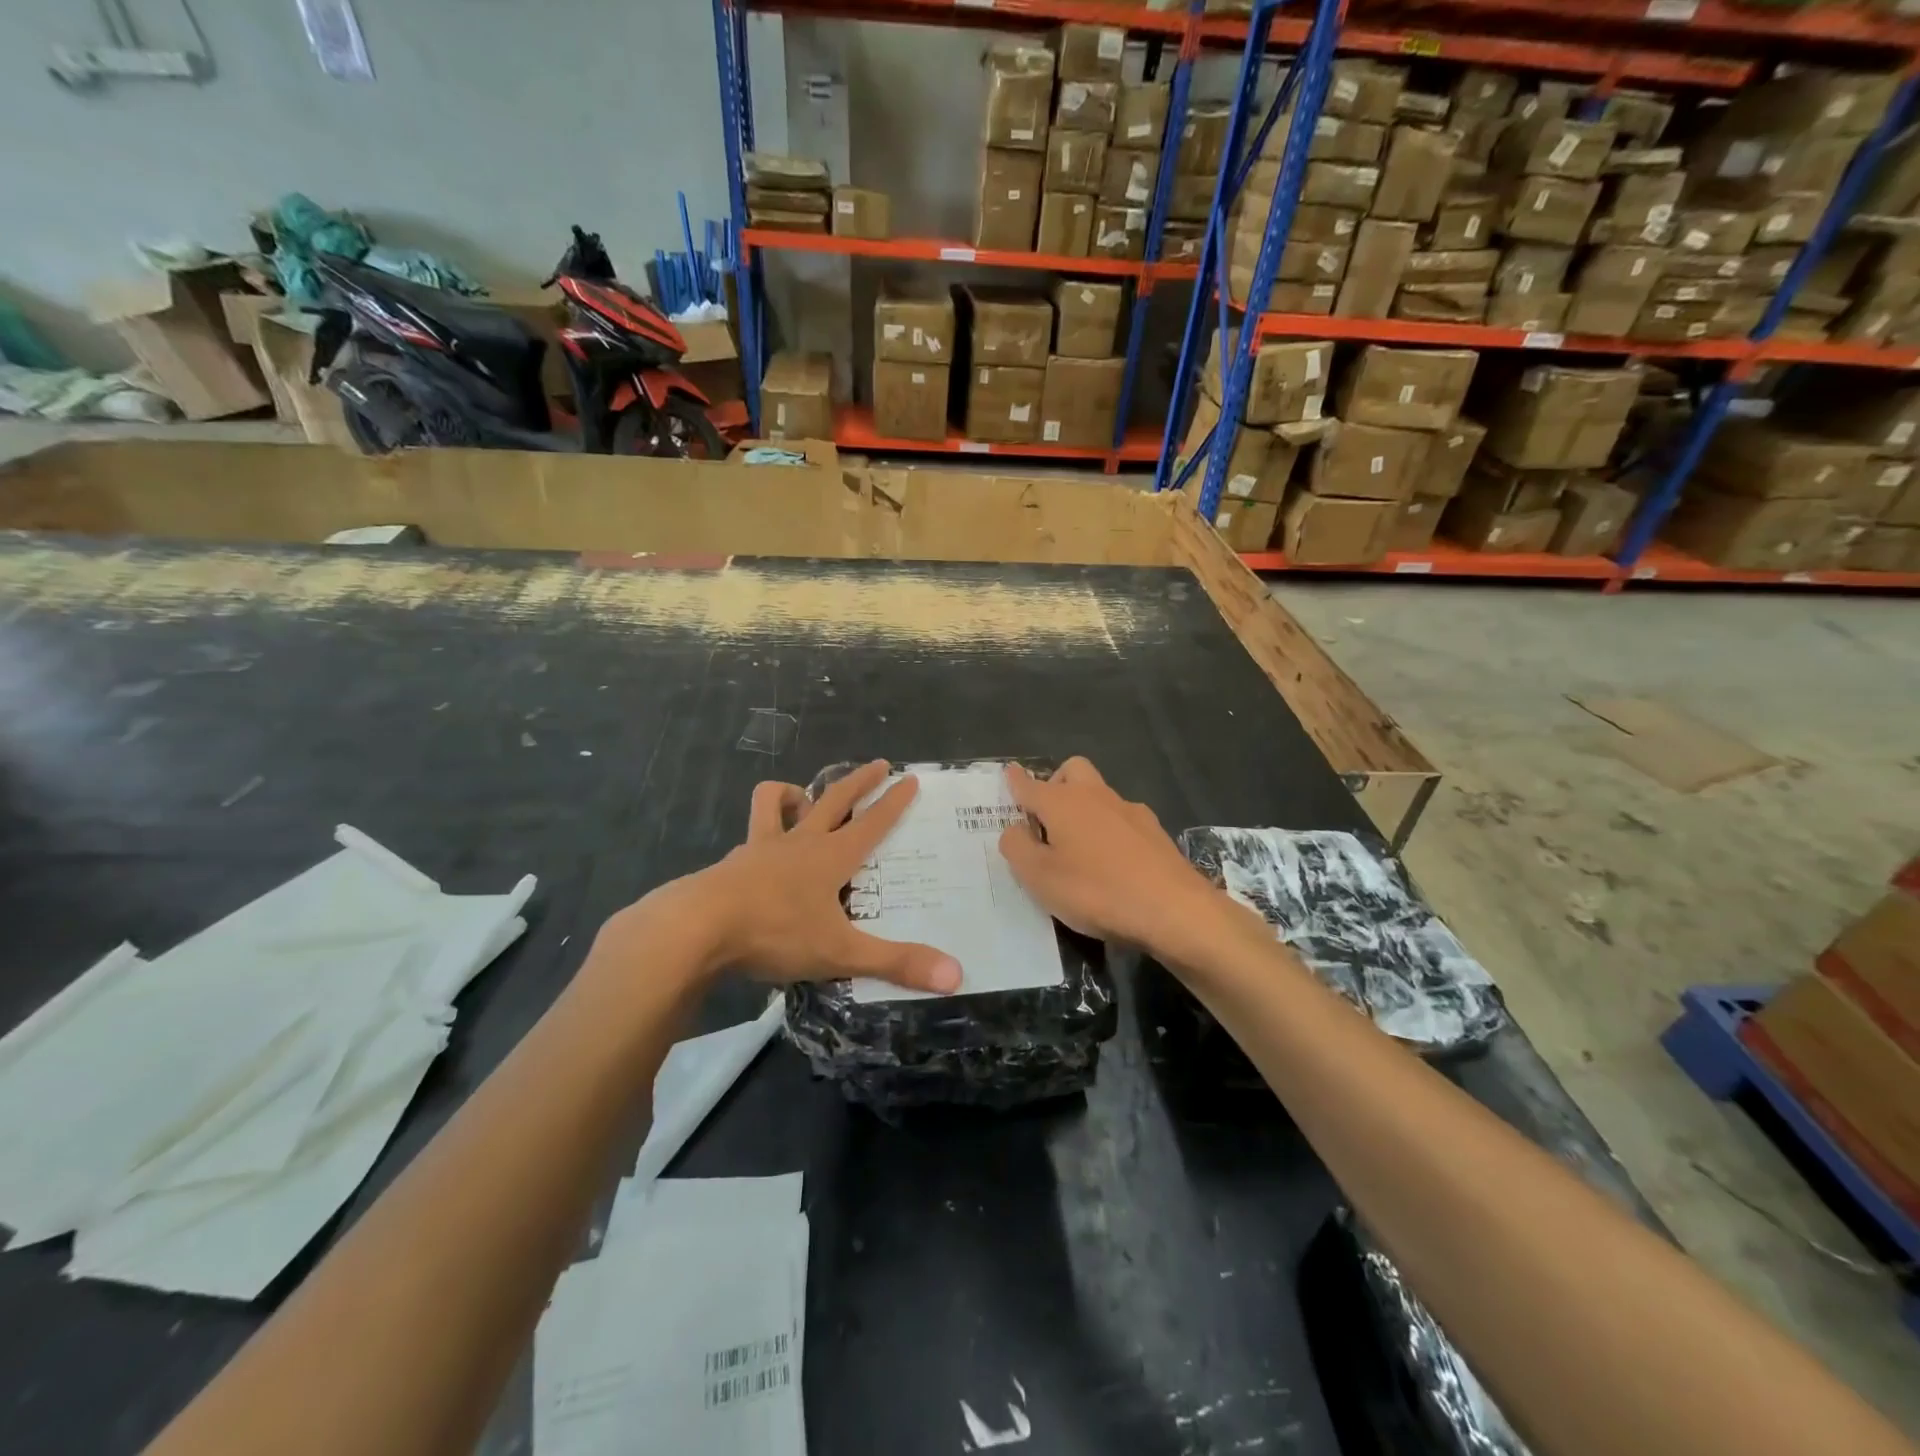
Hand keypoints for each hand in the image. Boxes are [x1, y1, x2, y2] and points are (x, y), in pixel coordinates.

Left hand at [612, 760, 959, 994]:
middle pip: (833, 799)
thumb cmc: (775, 932)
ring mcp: (760, 848)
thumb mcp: (840, 952)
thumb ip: (896, 963)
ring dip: (791, 795)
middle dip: (859, 781)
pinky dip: (758, 833)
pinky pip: (748, 837)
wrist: (696, 929)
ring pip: (775, 804)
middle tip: (877, 764)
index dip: (894, 802)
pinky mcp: (731, 863)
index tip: (910, 778)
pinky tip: (757, 852)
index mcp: (831, 857)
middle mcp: (799, 842)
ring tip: (800, 798)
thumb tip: (957, 977)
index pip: (872, 822)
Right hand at [998, 758, 1252, 963]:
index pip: (1030, 785)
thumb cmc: (1095, 891)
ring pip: (1099, 793)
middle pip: (1072, 770)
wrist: (1173, 909)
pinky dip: (1109, 829)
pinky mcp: (1154, 831)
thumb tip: (1015, 829)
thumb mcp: (1039, 877)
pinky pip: (1122, 818)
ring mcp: (1129, 811)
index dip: (1016, 780)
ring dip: (1084, 807)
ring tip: (1078, 845)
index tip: (1009, 773)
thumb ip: (1017, 848)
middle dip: (1055, 782)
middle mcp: (1095, 796)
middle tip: (1046, 817)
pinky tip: (1112, 861)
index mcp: (1062, 803)